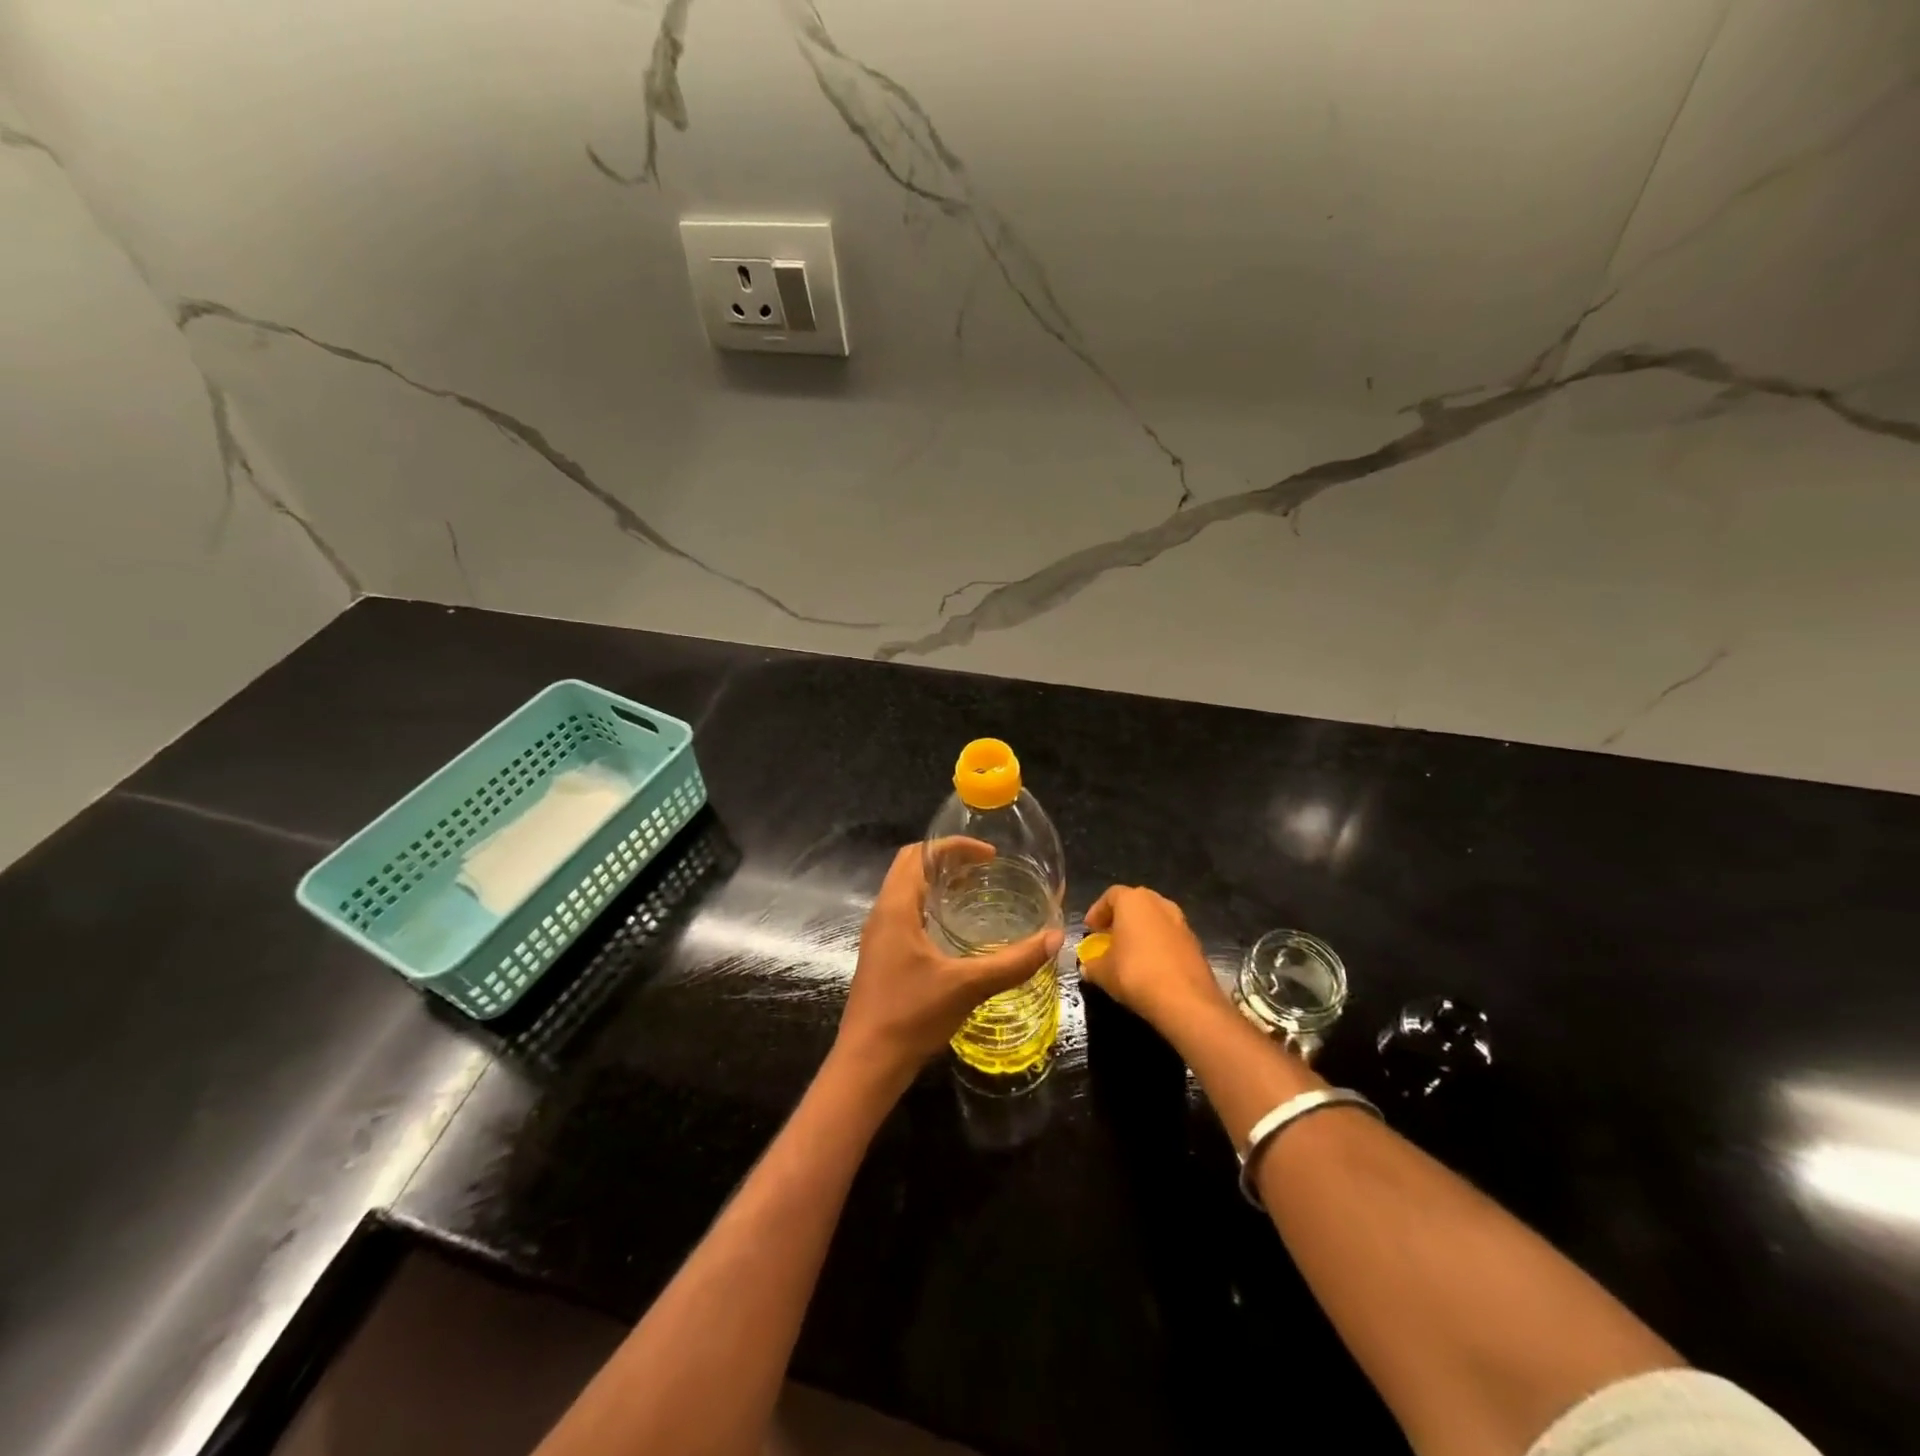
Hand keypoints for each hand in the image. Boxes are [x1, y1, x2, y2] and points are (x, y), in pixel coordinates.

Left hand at [834, 844, 1062, 1085]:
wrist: (868, 1063)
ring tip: (974, 891)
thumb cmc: (912, 1015)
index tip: (989, 855)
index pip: (919, 854)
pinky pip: (905, 913)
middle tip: (984, 869)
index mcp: (896, 908)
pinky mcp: (881, 955)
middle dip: (946, 860)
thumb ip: (1013, 962)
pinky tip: (955, 930)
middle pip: (911, 866)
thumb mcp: (968, 986)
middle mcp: (882, 914)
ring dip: (937, 883)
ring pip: (906, 891)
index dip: (954, 847)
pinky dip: (930, 906)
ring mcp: (879, 936)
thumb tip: (1055, 938)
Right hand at [1081, 885, 1226, 1032]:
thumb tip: (1088, 967)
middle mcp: (1159, 904)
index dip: (1097, 912)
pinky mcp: (1196, 944)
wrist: (1185, 1001)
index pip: (1111, 896)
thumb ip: (1092, 965)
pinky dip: (1158, 947)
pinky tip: (1150, 968)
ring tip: (1129, 954)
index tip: (1090, 930)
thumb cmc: (1135, 974)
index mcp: (1133, 901)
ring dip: (1141, 932)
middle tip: (1109, 937)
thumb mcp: (1102, 972)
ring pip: (1155, 920)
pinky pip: (1170, 938)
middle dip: (1121, 919)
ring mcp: (1181, 923)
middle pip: (1136, 904)